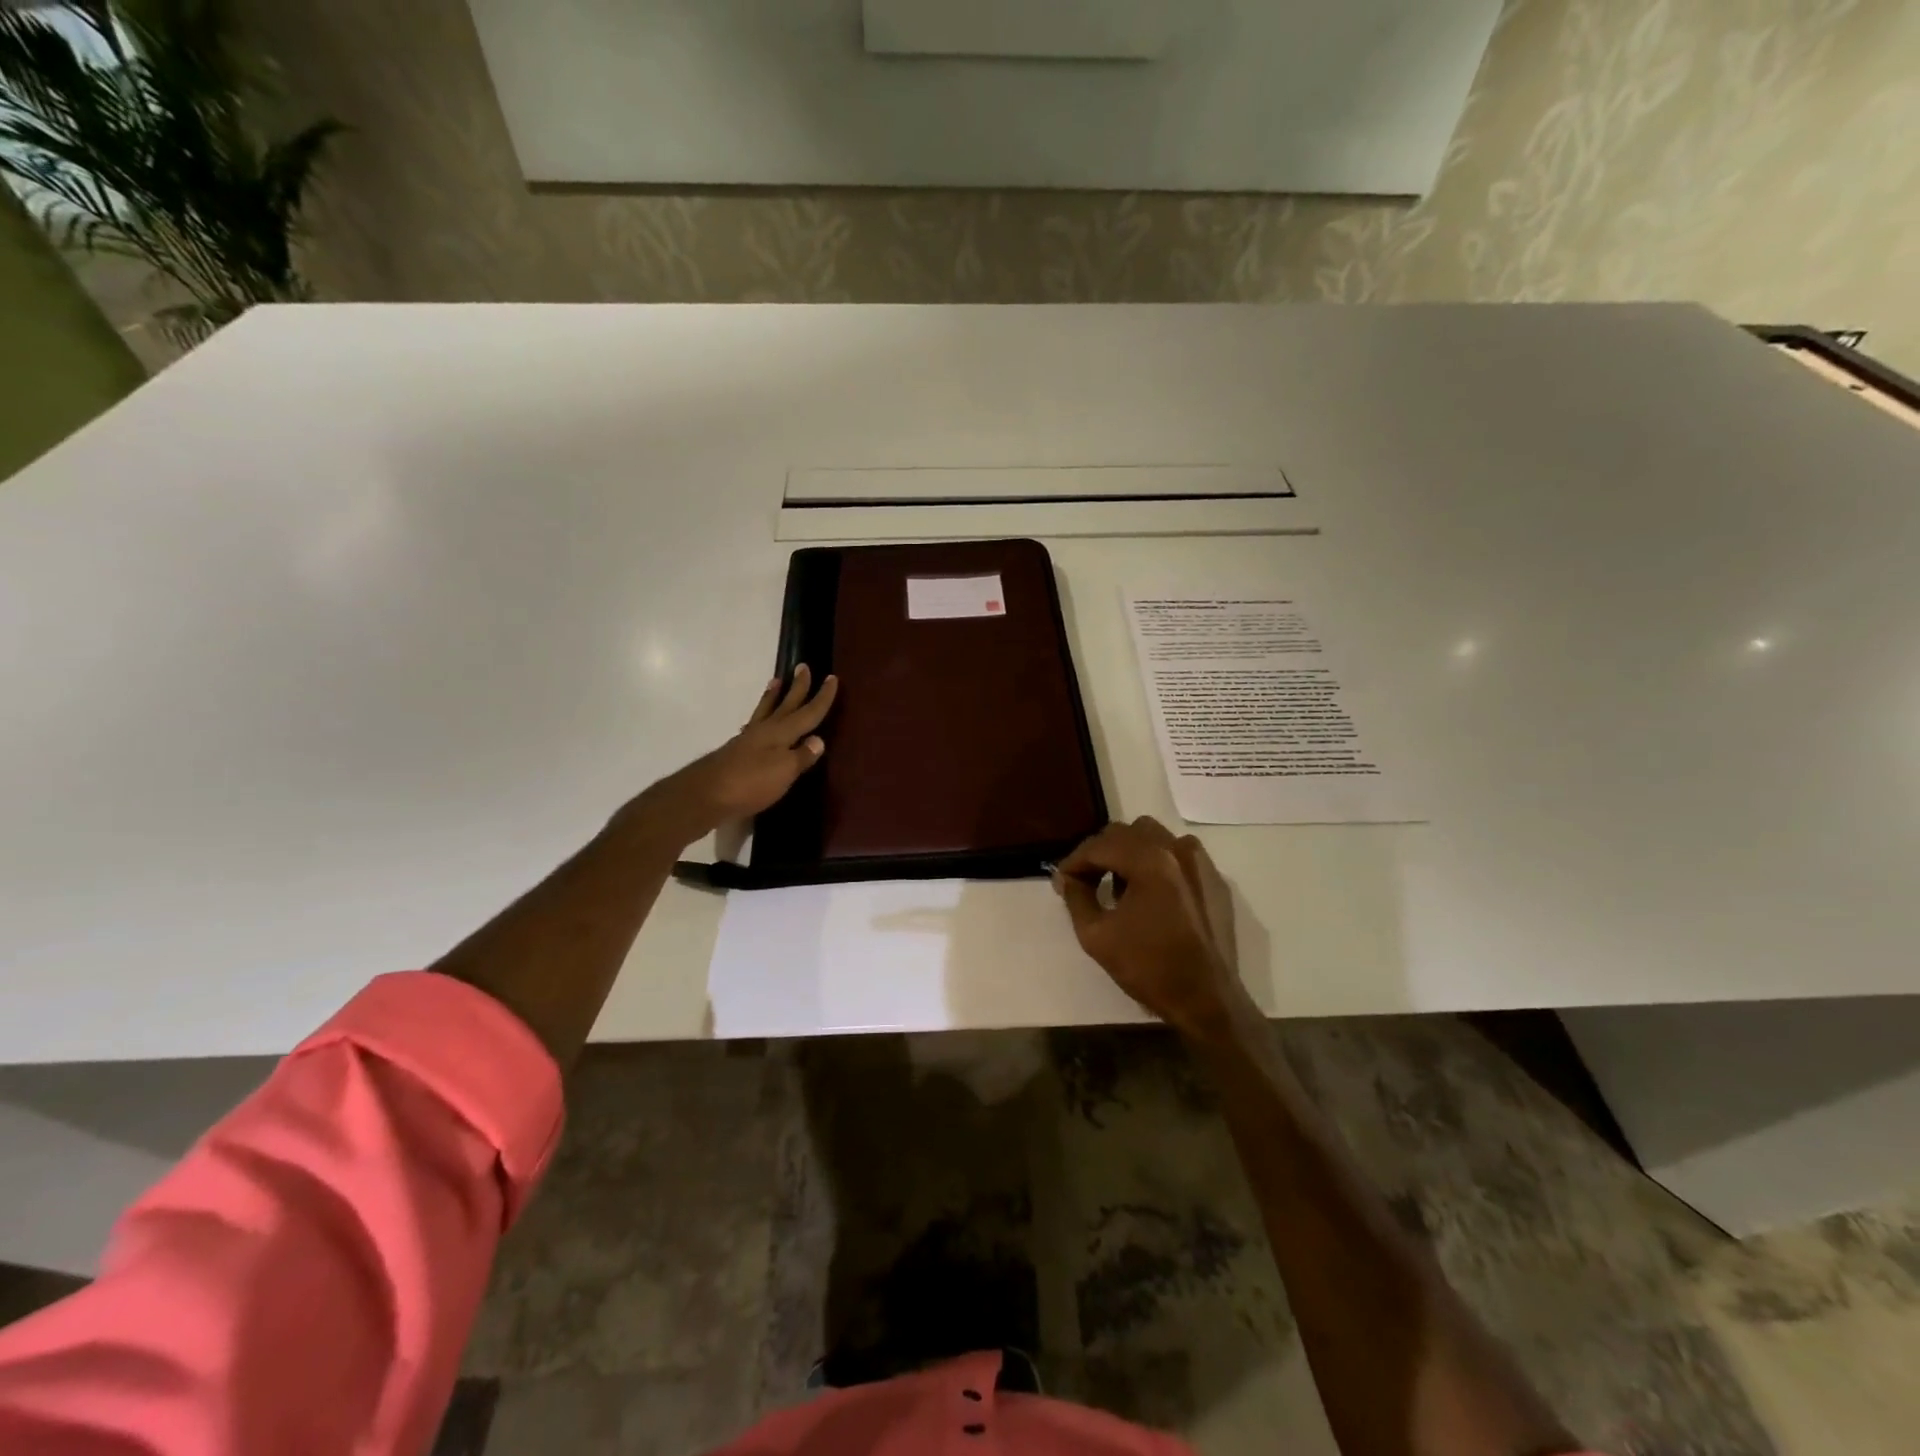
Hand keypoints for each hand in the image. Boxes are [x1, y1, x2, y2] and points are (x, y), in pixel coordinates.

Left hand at [632, 666, 838, 845]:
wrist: (705, 796)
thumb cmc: (750, 783)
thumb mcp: (784, 772)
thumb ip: (802, 756)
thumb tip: (818, 740)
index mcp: (781, 733)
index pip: (808, 713)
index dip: (822, 697)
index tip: (832, 678)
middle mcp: (765, 731)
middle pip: (786, 705)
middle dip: (797, 688)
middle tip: (802, 666)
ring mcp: (748, 740)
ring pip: (765, 712)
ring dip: (773, 696)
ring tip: (776, 681)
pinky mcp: (735, 752)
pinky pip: (754, 726)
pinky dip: (760, 717)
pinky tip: (758, 722)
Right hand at [1054, 817, 1247, 1038]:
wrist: (1207, 1000)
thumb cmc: (1149, 968)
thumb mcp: (1096, 936)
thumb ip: (1076, 898)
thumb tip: (1067, 878)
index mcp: (1149, 861)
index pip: (1100, 845)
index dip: (1075, 860)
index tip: (1062, 880)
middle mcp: (1178, 850)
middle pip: (1127, 832)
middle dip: (1101, 852)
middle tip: (1086, 880)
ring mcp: (1201, 863)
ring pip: (1154, 837)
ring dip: (1130, 852)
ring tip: (1119, 885)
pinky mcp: (1215, 880)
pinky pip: (1179, 855)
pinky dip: (1158, 863)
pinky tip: (1151, 894)